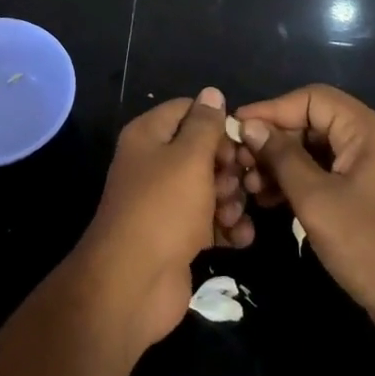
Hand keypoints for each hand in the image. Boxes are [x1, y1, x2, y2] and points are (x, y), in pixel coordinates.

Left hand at [70, 88, 254, 351]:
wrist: (133, 283)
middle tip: (241, 182)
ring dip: (231, 199)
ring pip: (210, 187)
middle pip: (202, 151)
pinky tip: (241, 237)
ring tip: (234, 214)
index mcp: (149, 136)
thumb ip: (205, 125)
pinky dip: (227, 227)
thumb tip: (212, 92)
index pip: (188, 110)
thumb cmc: (163, 208)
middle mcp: (154, 164)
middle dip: (228, 166)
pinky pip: (209, 222)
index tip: (240, 141)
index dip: (216, 122)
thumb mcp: (189, 158)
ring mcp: (166, 202)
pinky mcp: (178, 236)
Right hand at [235, 85, 374, 351]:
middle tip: (241, 166)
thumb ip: (282, 158)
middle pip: (315, 123)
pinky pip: (332, 176)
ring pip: (321, 152)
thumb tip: (250, 126)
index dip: (271, 109)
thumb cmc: (374, 248)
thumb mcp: (317, 201)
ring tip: (253, 189)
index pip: (311, 98)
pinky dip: (303, 184)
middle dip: (275, 141)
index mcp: (369, 130)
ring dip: (285, 165)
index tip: (235, 128)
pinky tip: (275, 203)